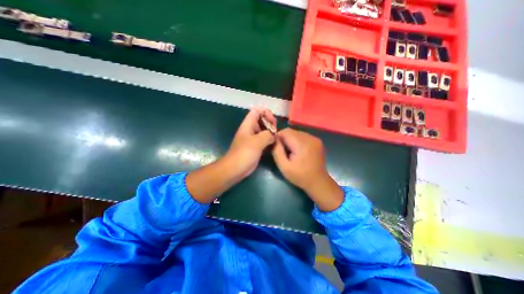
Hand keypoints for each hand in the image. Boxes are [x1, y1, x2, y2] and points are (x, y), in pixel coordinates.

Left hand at [186, 107, 275, 204]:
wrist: (235, 169)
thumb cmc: (244, 153)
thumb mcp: (257, 142)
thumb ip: (267, 135)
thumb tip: (274, 135)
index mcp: (248, 125)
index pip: (257, 111)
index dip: (265, 113)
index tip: (273, 121)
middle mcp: (251, 130)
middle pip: (262, 120)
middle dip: (270, 123)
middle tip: (276, 131)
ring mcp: (253, 139)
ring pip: (264, 130)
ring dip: (271, 132)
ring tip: (277, 138)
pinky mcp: (256, 147)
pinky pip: (265, 140)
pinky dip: (270, 140)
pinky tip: (275, 145)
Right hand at [274, 128, 344, 210]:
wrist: (318, 182)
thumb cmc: (300, 176)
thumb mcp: (284, 167)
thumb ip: (277, 151)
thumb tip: (273, 139)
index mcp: (302, 144)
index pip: (285, 132)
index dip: (278, 137)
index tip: (276, 147)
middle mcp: (310, 138)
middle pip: (291, 131)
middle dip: (284, 138)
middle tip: (283, 150)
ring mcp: (315, 139)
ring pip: (296, 132)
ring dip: (291, 139)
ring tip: (291, 151)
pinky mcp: (317, 141)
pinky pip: (303, 135)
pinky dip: (297, 140)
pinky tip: (298, 150)